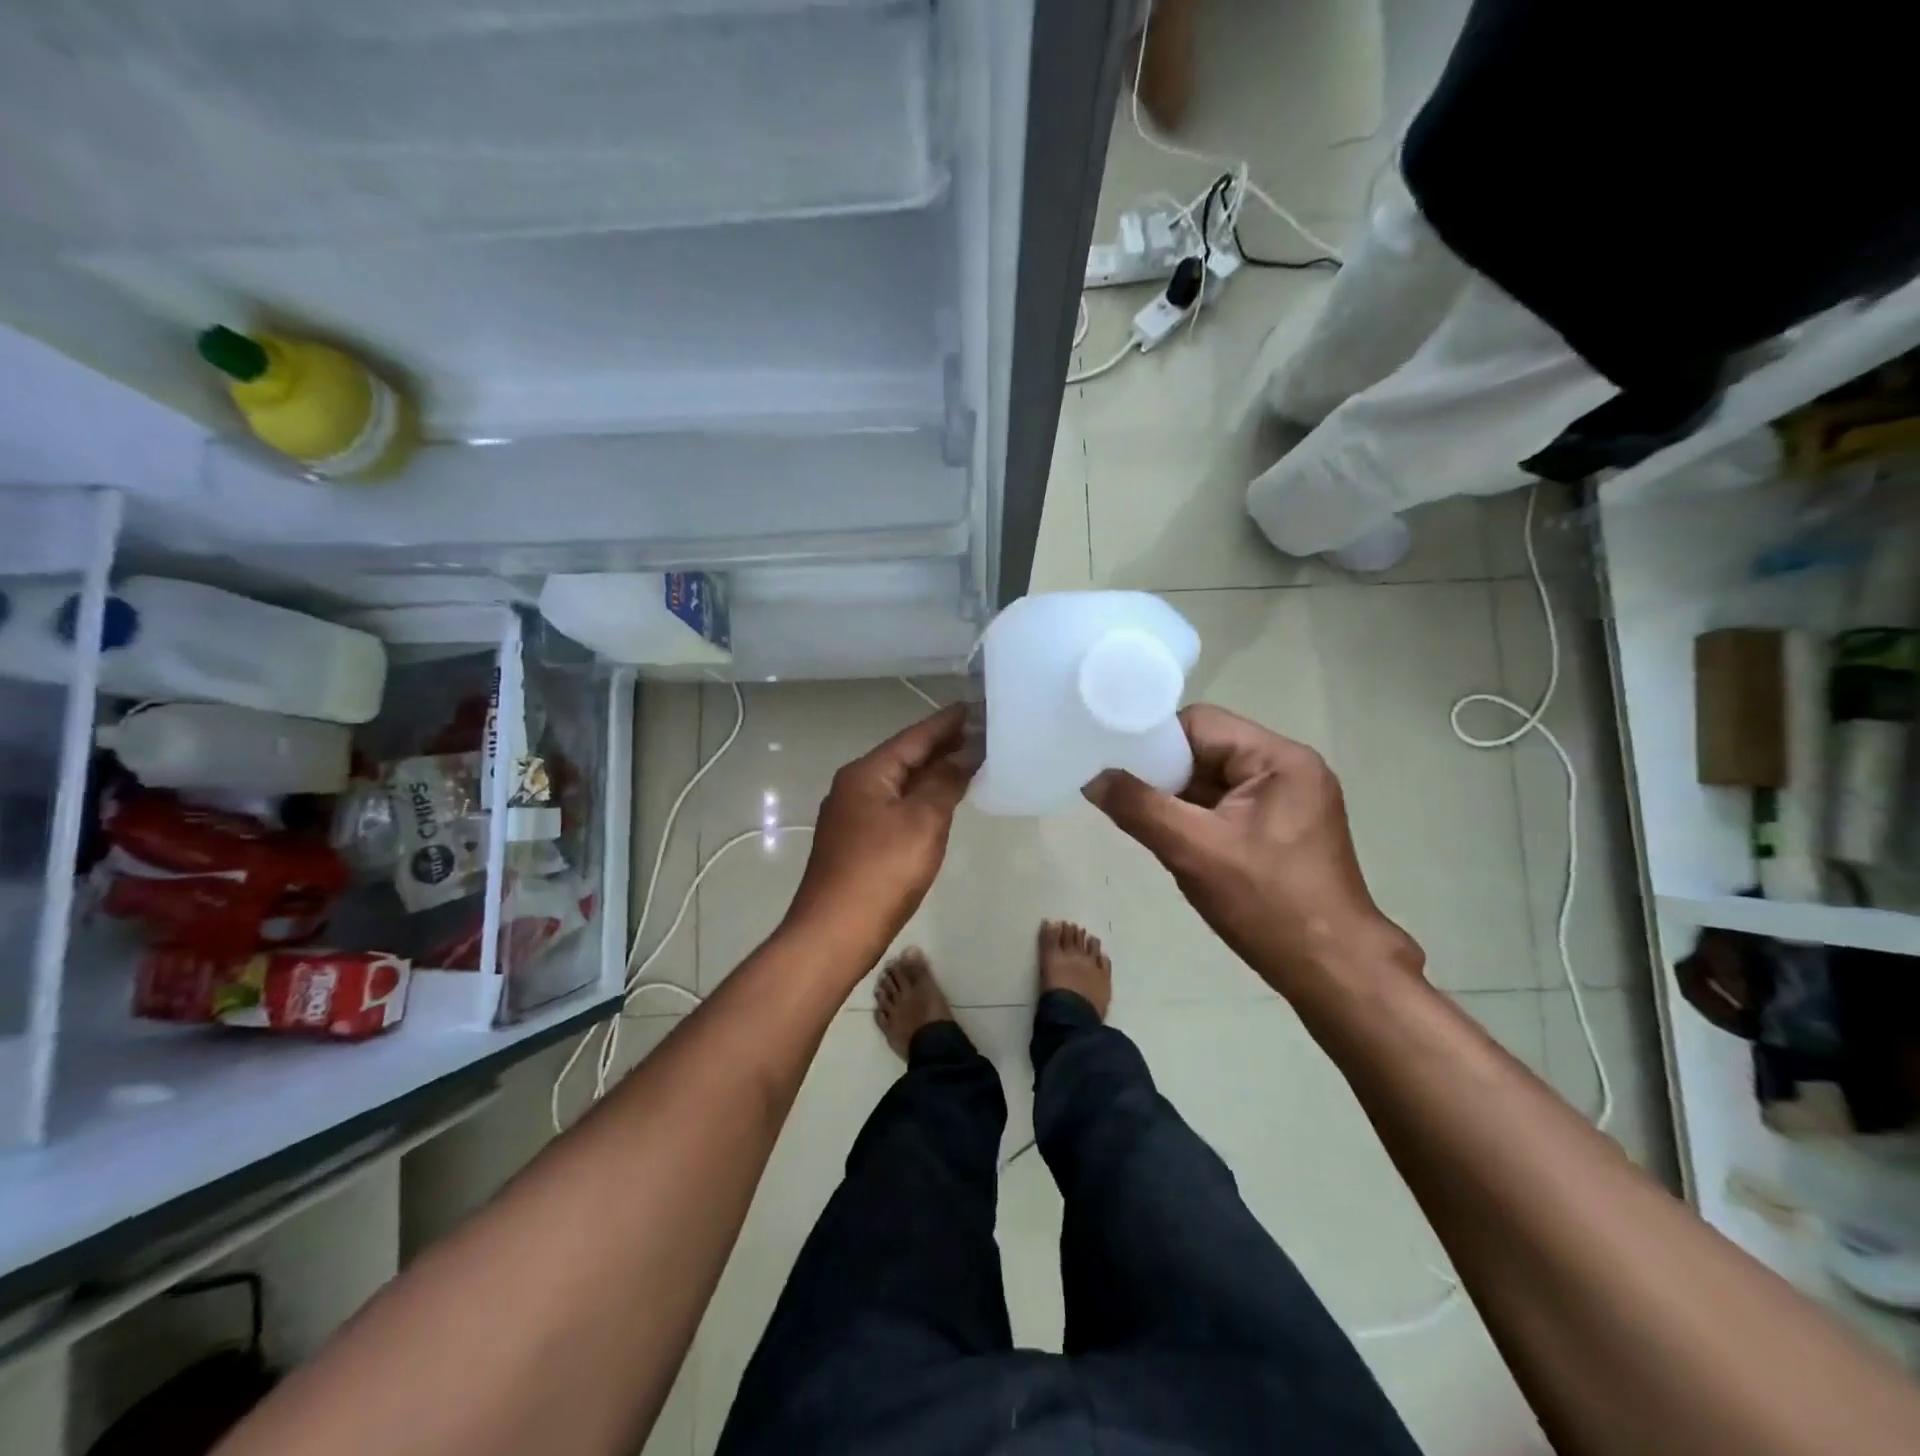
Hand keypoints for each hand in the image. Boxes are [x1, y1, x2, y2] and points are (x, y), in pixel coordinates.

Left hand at [784, 703, 975, 965]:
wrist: (834, 933)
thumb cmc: (881, 871)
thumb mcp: (922, 821)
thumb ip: (944, 783)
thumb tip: (963, 755)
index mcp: (867, 773)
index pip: (914, 737)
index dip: (947, 722)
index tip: (975, 706)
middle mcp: (854, 787)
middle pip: (904, 758)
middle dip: (941, 746)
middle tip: (981, 732)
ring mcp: (851, 816)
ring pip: (899, 784)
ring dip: (932, 773)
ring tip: (968, 761)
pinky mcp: (855, 843)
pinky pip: (894, 807)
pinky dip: (920, 799)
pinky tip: (939, 803)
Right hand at [1085, 705, 1420, 996]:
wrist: (1332, 970)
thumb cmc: (1267, 904)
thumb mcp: (1193, 851)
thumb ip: (1138, 807)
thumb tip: (1093, 778)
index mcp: (1279, 759)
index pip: (1200, 725)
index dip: (1154, 741)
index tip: (1116, 763)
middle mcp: (1288, 768)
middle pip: (1207, 750)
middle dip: (1164, 773)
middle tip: (1123, 795)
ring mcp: (1288, 800)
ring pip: (1213, 781)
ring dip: (1177, 798)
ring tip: (1140, 817)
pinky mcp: (1282, 828)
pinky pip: (1226, 806)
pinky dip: (1196, 817)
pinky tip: (1170, 837)